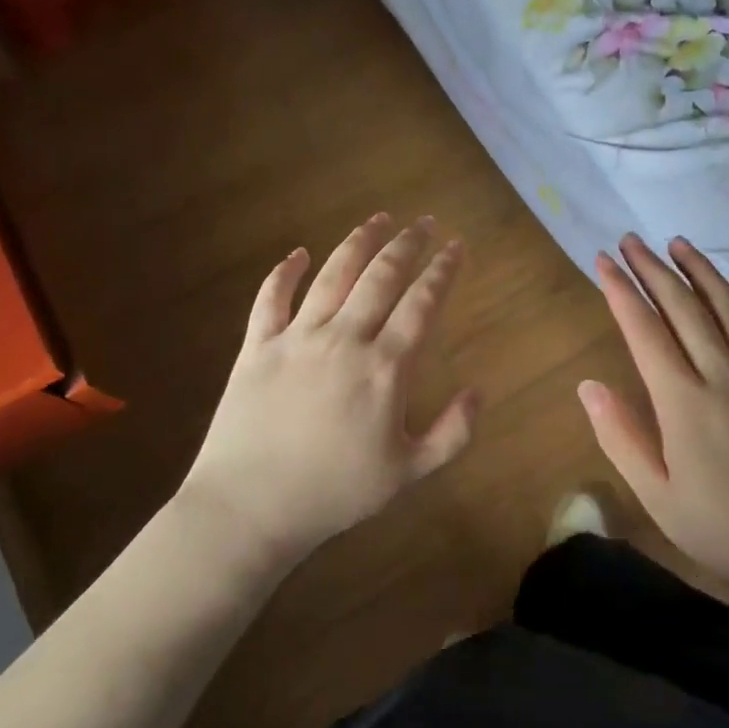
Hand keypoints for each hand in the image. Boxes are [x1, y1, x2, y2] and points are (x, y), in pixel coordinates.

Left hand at [176, 214, 477, 565]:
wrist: (251, 507)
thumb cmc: (335, 494)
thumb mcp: (408, 473)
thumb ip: (452, 433)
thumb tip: (477, 392)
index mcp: (385, 367)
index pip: (421, 304)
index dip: (442, 271)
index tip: (456, 246)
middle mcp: (344, 338)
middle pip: (381, 277)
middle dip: (407, 245)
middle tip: (423, 222)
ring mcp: (297, 338)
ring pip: (333, 275)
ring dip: (358, 242)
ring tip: (377, 220)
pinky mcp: (257, 346)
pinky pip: (270, 298)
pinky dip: (284, 272)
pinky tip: (297, 254)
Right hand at [577, 234, 728, 604]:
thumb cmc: (724, 533)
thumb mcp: (657, 497)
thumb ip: (620, 437)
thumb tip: (588, 386)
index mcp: (685, 404)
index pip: (645, 331)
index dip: (621, 292)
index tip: (603, 261)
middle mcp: (725, 377)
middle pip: (685, 308)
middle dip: (653, 269)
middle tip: (631, 240)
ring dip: (701, 271)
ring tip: (678, 243)